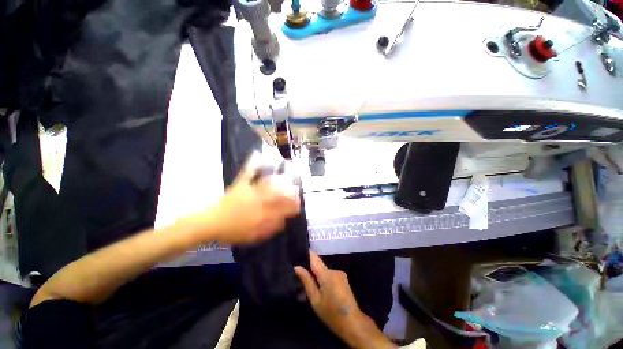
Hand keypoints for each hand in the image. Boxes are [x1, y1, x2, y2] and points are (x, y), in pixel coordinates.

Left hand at [191, 156, 299, 244]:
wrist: (210, 224)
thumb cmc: (232, 231)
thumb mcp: (253, 236)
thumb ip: (270, 228)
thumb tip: (283, 222)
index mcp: (261, 213)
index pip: (281, 208)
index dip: (292, 206)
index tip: (299, 204)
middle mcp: (258, 200)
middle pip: (278, 194)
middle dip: (289, 192)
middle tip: (297, 190)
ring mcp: (249, 190)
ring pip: (268, 183)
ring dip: (280, 180)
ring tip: (288, 177)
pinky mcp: (240, 184)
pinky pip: (247, 173)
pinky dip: (252, 164)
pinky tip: (257, 154)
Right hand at [295, 252, 395, 348]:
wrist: (353, 323)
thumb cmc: (331, 314)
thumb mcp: (315, 300)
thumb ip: (307, 281)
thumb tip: (297, 267)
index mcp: (327, 274)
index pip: (314, 257)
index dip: (306, 255)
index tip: (298, 257)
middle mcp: (334, 270)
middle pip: (319, 265)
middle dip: (311, 271)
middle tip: (303, 282)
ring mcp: (340, 273)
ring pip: (324, 271)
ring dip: (319, 277)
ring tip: (314, 290)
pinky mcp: (343, 278)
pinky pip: (330, 275)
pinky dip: (325, 280)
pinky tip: (325, 291)